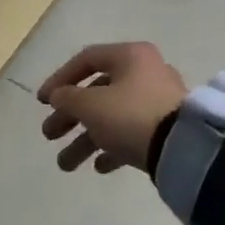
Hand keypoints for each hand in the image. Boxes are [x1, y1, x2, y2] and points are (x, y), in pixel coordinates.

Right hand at [37, 43, 187, 174]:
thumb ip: (68, 98)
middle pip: (97, 92)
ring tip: (66, 165)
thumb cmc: (131, 115)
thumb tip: (59, 95)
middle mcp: (145, 73)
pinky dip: (112, 148)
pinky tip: (99, 167)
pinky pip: (131, 134)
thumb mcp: (91, 105)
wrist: (183, 147)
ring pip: (112, 117)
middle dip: (69, 117)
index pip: (86, 59)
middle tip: (49, 135)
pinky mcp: (165, 128)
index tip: (42, 102)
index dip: (60, 79)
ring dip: (85, 140)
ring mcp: (157, 102)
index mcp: (130, 56)